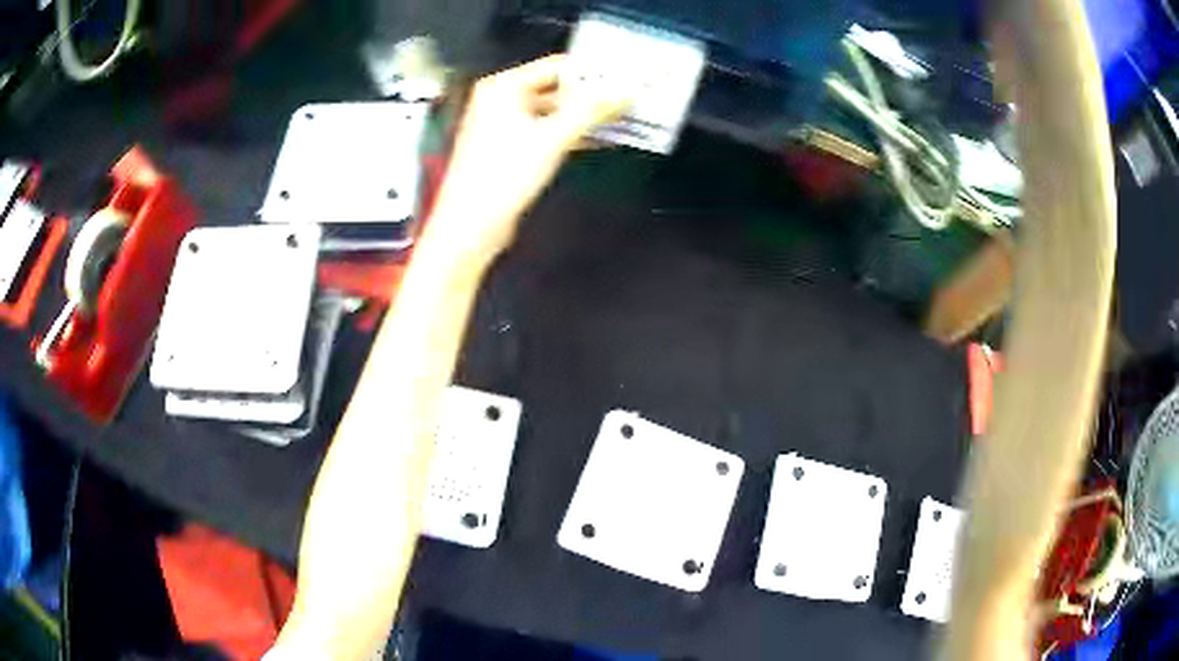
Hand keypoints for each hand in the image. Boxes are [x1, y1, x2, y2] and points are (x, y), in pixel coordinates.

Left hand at [422, 54, 630, 269]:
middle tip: (627, 97)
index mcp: (503, 87)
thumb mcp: (553, 137)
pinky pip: (548, 130)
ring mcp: (506, 125)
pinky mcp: (512, 148)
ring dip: (586, 116)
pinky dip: (572, 133)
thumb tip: (623, 91)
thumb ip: (591, 110)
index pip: (556, 66)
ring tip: (621, 117)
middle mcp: (502, 100)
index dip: (591, 71)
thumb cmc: (502, 176)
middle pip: (557, 88)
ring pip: (555, 111)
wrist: (472, 224)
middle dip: (592, 95)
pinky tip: (601, 138)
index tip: (623, 76)